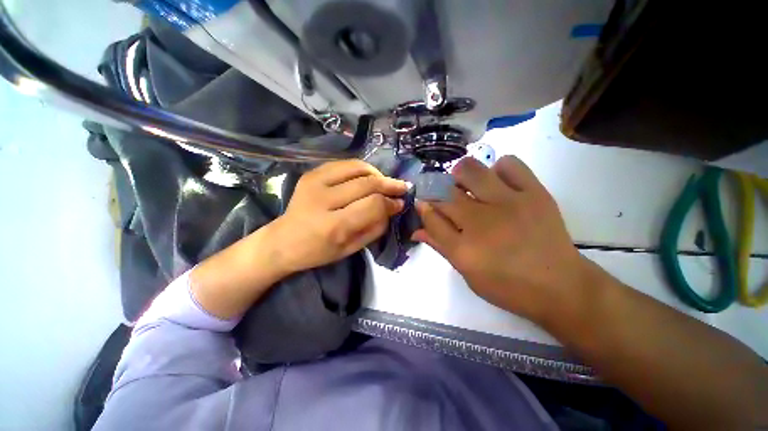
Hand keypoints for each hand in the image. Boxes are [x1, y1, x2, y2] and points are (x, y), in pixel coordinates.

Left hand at [271, 160, 407, 272]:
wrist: (283, 241)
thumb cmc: (319, 251)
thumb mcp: (351, 249)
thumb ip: (375, 228)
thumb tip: (393, 207)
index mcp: (333, 226)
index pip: (372, 205)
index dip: (390, 203)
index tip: (400, 203)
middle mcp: (323, 199)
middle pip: (367, 183)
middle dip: (389, 185)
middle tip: (401, 188)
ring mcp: (314, 182)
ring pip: (357, 167)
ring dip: (377, 173)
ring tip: (385, 182)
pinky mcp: (311, 173)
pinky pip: (344, 163)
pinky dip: (361, 168)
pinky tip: (368, 177)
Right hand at [412, 156, 588, 320]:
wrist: (561, 287)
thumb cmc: (508, 285)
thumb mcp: (467, 273)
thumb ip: (440, 246)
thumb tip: (416, 230)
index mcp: (464, 248)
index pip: (430, 216)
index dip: (423, 205)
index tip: (422, 201)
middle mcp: (481, 222)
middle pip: (445, 192)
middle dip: (436, 189)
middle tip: (443, 194)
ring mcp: (509, 204)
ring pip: (471, 170)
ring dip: (460, 174)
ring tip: (466, 184)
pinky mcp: (534, 193)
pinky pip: (509, 164)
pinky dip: (497, 168)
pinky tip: (497, 182)